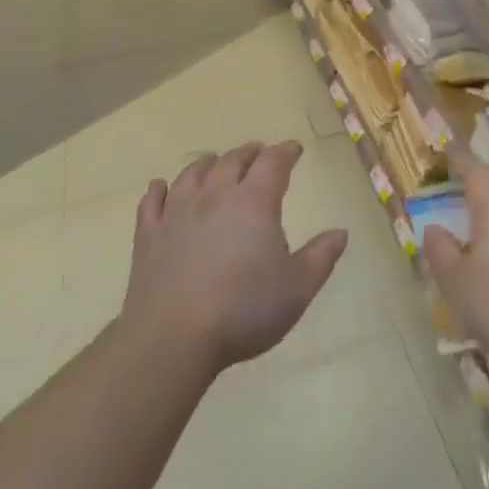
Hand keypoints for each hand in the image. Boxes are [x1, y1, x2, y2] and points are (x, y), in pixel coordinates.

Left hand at [122, 141, 347, 373]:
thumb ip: (321, 257)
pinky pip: (152, 201)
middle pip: (233, 160)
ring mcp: (177, 212)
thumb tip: (341, 232)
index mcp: (255, 201)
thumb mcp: (297, 288)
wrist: (173, 338)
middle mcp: (216, 195)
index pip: (273, 162)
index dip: (286, 152)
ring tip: (215, 162)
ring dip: (208, 163)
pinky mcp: (148, 235)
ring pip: (193, 173)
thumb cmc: (243, 311)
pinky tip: (160, 187)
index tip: (295, 149)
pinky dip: (158, 189)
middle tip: (259, 153)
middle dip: (250, 153)